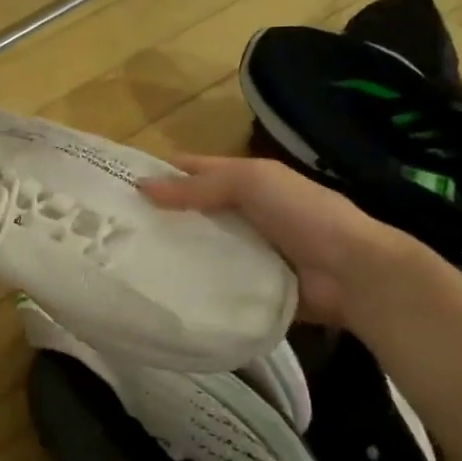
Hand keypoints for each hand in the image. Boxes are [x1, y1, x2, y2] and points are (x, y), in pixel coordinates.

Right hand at [139, 154, 419, 325]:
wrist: (352, 273)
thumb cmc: (304, 214)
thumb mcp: (252, 183)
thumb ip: (200, 185)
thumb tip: (142, 187)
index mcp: (244, 180)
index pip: (191, 170)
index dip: (157, 172)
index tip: (114, 184)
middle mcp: (240, 213)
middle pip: (189, 211)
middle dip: (155, 216)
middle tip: (109, 231)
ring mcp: (244, 251)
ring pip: (196, 247)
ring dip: (169, 252)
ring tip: (123, 262)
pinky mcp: (247, 286)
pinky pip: (210, 281)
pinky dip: (189, 283)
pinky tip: (158, 289)